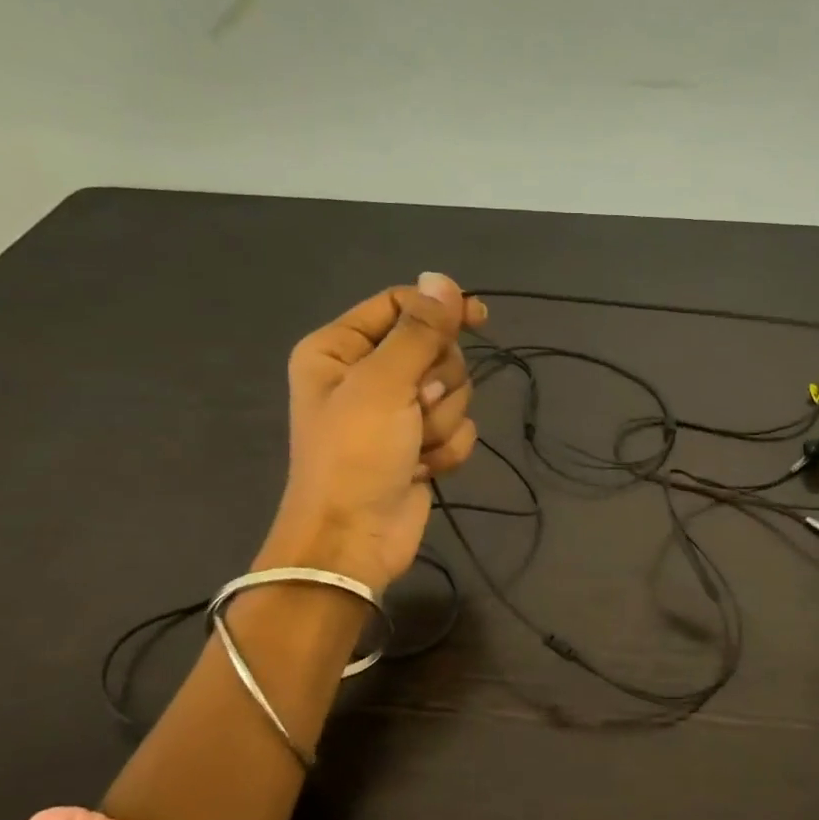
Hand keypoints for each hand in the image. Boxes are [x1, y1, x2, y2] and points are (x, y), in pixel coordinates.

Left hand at [257, 273, 487, 593]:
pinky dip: (446, 450)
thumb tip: (441, 280)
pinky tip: (423, 469)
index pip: (399, 307)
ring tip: (413, 447)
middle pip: (433, 350)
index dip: (439, 310)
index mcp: (340, 349)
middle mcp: (366, 375)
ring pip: (452, 392)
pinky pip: (456, 429)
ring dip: (441, 422)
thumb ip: (418, 331)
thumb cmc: (355, 455)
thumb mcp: (383, 384)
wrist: (353, 539)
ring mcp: (395, 413)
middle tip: (417, 407)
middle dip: (437, 383)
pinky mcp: (418, 446)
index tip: (479, 318)